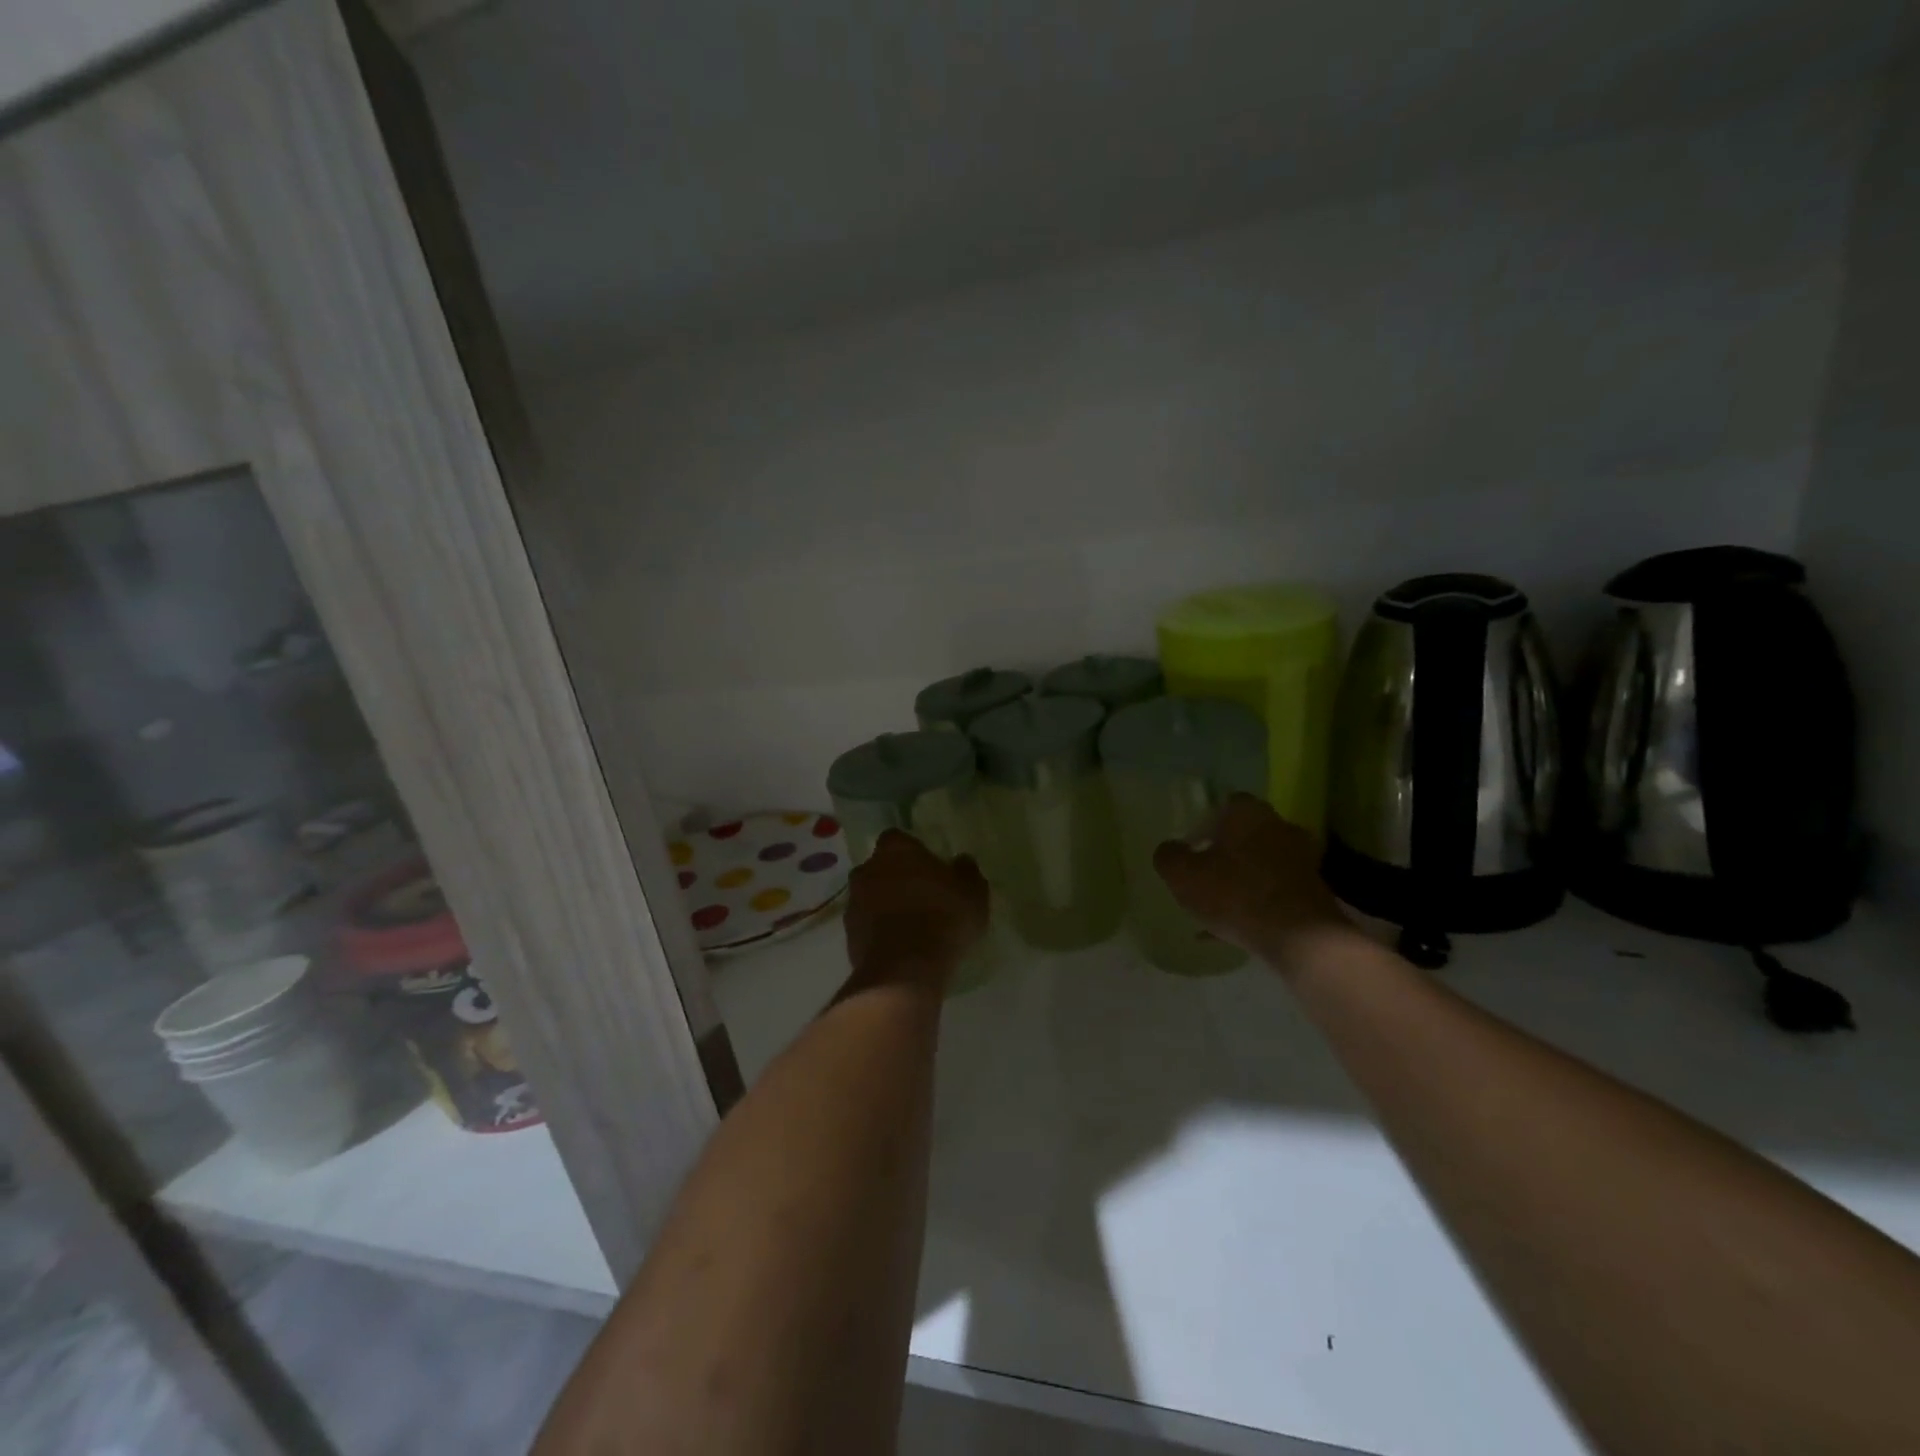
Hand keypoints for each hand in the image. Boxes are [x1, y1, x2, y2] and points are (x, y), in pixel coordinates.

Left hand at [841, 830, 989, 994]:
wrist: (905, 969)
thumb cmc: (942, 917)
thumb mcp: (972, 893)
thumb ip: (966, 871)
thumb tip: (961, 861)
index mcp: (895, 849)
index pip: (898, 839)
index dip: (912, 852)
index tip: (928, 867)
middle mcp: (867, 869)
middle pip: (880, 867)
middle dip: (895, 878)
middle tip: (920, 896)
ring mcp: (853, 903)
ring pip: (870, 897)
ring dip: (885, 906)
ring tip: (911, 926)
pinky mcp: (848, 935)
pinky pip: (866, 926)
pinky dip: (879, 932)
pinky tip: (900, 947)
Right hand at [1153, 794, 1357, 978]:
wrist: (1299, 937)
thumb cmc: (1234, 893)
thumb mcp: (1182, 875)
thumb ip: (1168, 856)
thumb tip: (1170, 849)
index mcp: (1248, 812)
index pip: (1225, 803)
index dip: (1204, 823)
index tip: (1191, 846)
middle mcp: (1279, 827)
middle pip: (1246, 834)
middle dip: (1225, 852)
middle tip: (1204, 873)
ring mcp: (1301, 859)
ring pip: (1261, 864)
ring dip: (1242, 879)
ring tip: (1218, 907)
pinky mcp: (1314, 890)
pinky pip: (1275, 891)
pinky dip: (1257, 904)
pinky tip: (1236, 930)